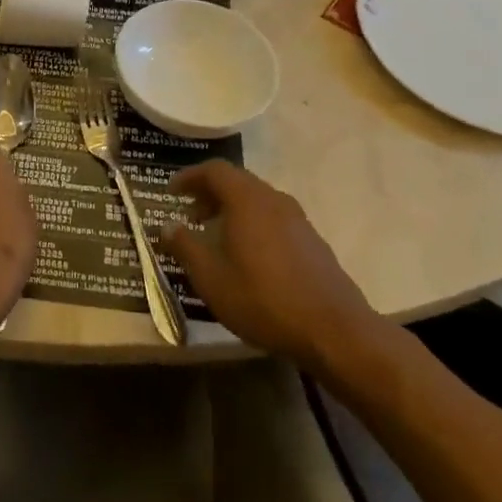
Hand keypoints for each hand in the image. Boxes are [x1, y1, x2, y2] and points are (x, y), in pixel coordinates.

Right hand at [161, 162, 383, 372]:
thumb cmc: (263, 300)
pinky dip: (252, 224)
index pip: (214, 170)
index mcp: (247, 200)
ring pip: (257, 200)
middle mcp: (274, 200)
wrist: (334, 330)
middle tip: (189, 216)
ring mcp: (298, 220)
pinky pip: (273, 218)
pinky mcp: (312, 241)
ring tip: (215, 237)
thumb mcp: (211, 278)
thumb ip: (185, 247)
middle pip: (237, 182)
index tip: (171, 192)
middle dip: (209, 194)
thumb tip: (167, 225)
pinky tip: (246, 256)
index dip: (189, 177)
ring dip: (231, 210)